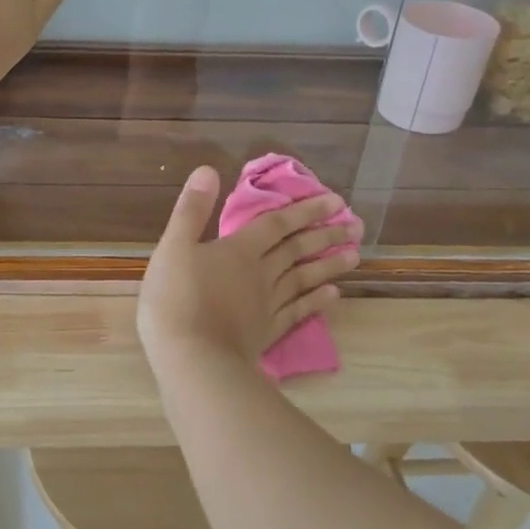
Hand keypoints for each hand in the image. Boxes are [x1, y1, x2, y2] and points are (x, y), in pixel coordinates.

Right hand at [137, 166, 360, 372]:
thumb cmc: (176, 299)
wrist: (192, 359)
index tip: (335, 200)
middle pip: (298, 250)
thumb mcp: (173, 247)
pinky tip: (333, 296)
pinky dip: (317, 302)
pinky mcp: (268, 332)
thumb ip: (191, 210)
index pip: (277, 224)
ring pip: (304, 278)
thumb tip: (208, 170)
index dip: (304, 210)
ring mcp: (268, 305)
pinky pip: (298, 311)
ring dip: (329, 265)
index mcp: (239, 250)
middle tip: (356, 225)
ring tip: (355, 255)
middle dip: (325, 234)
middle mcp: (262, 273)